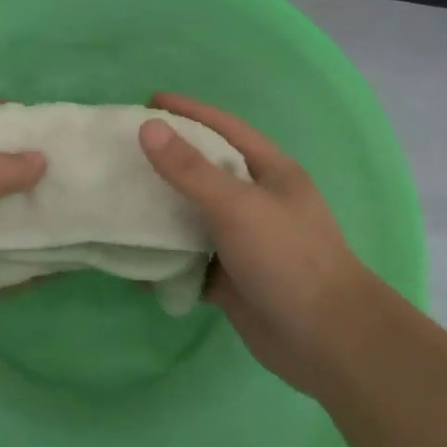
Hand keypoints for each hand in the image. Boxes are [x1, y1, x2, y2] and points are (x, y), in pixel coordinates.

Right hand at [138, 93, 374, 397]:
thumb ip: (190, 169)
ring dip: (160, 211)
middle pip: (204, 171)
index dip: (188, 112)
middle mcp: (256, 202)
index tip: (148, 102)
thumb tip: (148, 127)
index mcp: (269, 173)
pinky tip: (132, 257)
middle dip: (166, 160)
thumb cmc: (288, 259)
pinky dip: (164, 260)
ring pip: (193, 217)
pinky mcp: (230, 279)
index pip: (224, 129)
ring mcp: (243, 242)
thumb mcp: (237, 205)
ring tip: (118, 197)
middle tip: (122, 150)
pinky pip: (188, 262)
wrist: (328, 344)